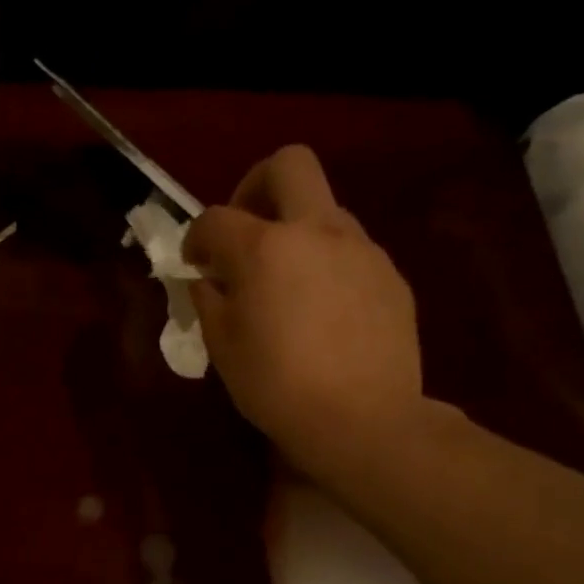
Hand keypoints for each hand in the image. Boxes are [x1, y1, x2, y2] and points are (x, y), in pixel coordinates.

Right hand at [184, 144, 423, 479]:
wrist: (362, 419)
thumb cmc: (275, 385)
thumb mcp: (221, 345)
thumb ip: (208, 299)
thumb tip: (206, 279)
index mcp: (265, 247)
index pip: (216, 217)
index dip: (196, 236)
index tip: (193, 262)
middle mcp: (316, 231)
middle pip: (289, 164)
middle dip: (255, 185)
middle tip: (244, 231)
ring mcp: (361, 249)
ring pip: (324, 209)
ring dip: (296, 230)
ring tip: (285, 282)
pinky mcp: (390, 275)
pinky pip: (350, 250)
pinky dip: (326, 263)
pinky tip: (322, 310)